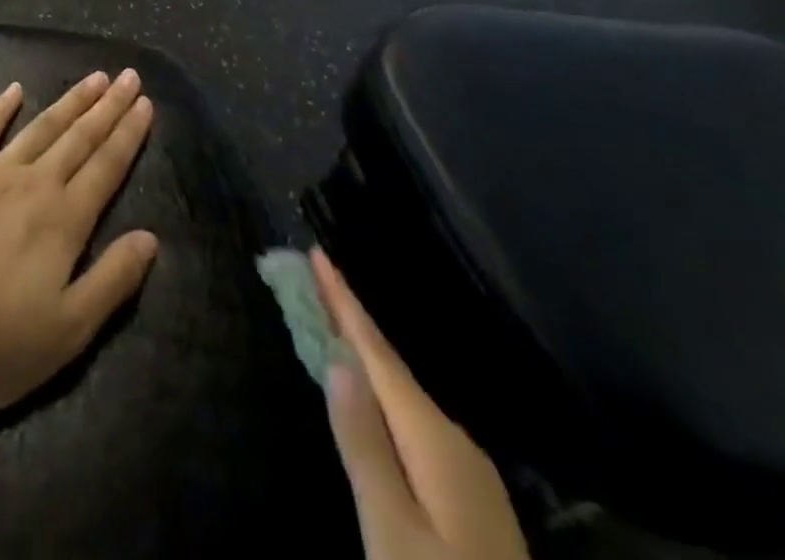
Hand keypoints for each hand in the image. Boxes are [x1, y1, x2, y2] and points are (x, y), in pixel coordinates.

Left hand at [0, 71, 158, 413]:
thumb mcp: (68, 331)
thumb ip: (112, 280)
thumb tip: (150, 238)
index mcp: (64, 220)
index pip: (106, 167)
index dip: (128, 134)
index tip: (145, 103)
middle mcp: (33, 184)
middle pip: (79, 138)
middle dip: (108, 106)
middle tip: (129, 76)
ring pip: (40, 128)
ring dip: (69, 101)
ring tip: (92, 78)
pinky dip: (0, 109)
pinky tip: (15, 90)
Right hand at [311, 248, 528, 559]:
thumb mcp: (392, 534)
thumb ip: (365, 445)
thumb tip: (338, 359)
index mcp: (434, 438)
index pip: (376, 352)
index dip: (343, 301)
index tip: (317, 252)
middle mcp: (455, 440)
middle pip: (390, 366)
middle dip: (350, 319)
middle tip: (315, 279)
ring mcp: (468, 472)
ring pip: (403, 395)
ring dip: (365, 356)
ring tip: (332, 324)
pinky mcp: (469, 500)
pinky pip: (414, 422)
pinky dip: (384, 393)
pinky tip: (373, 396)